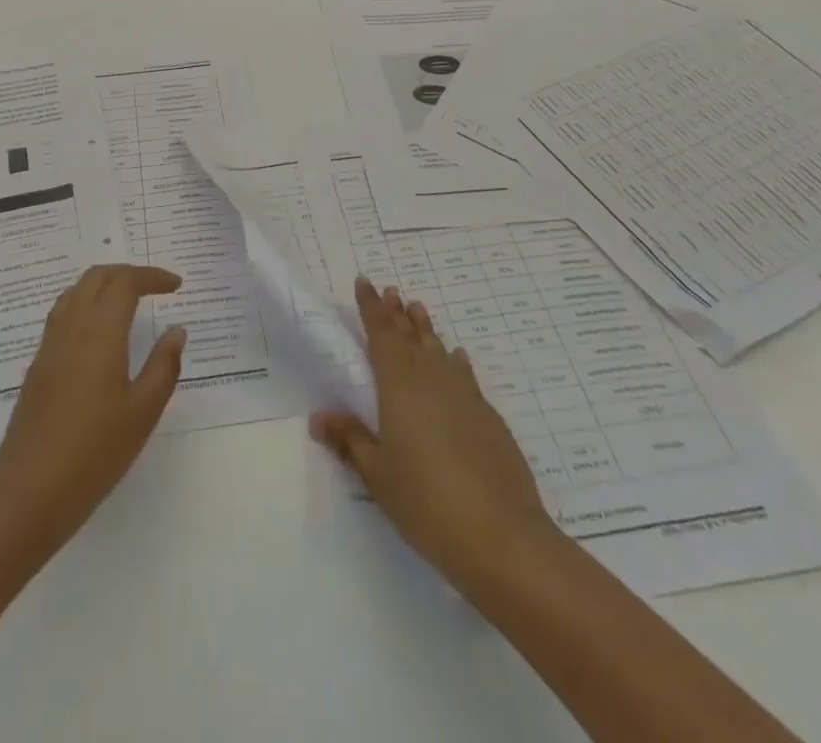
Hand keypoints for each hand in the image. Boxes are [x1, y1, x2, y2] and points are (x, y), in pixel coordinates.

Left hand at [0, 265, 187, 552]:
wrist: (30, 493)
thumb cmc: (95, 453)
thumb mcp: (143, 411)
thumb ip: (163, 365)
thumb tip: (176, 330)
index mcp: (100, 332)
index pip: (125, 282)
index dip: (152, 276)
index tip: (176, 286)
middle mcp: (71, 327)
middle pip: (96, 277)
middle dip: (128, 273)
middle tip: (155, 287)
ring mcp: (49, 345)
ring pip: (75, 292)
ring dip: (104, 285)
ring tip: (129, 302)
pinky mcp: (38, 365)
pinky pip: (62, 314)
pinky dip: (86, 304)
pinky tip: (99, 332)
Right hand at [311, 278, 559, 594]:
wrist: (502, 537)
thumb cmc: (427, 502)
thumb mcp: (377, 474)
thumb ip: (350, 440)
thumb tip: (318, 417)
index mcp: (399, 385)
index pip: (380, 334)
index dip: (371, 307)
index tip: (365, 282)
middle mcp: (431, 379)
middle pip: (410, 336)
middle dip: (396, 312)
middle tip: (390, 291)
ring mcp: (464, 395)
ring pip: (438, 349)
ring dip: (425, 329)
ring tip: (417, 308)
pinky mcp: (488, 416)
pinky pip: (464, 374)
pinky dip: (455, 360)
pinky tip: (456, 357)